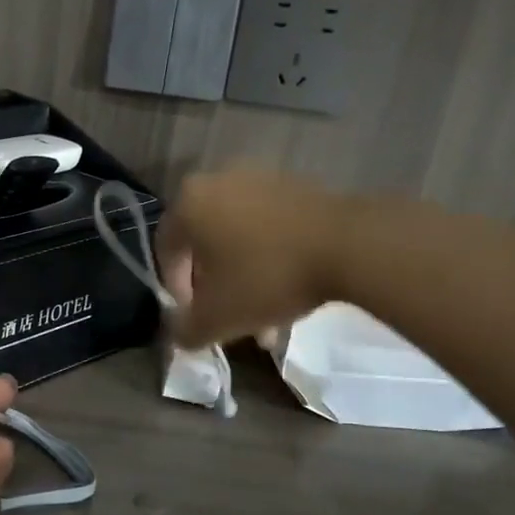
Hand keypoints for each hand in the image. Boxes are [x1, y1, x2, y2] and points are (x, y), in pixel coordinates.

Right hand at [157, 169, 345, 348]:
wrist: (349, 245)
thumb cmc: (268, 277)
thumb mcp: (218, 317)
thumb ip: (186, 330)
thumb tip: (178, 336)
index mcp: (188, 203)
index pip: (165, 251)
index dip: (176, 290)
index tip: (196, 317)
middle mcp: (217, 181)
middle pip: (204, 244)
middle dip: (214, 286)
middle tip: (229, 317)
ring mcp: (259, 178)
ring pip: (238, 238)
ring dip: (243, 276)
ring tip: (266, 315)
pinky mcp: (295, 185)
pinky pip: (268, 226)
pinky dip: (270, 256)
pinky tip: (289, 288)